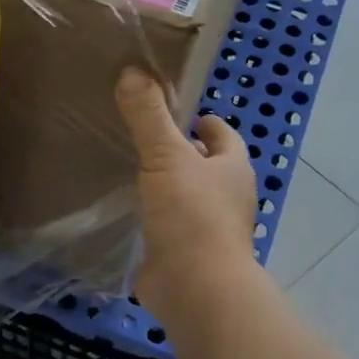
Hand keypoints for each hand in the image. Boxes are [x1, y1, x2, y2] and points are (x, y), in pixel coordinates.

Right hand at [116, 69, 258, 316]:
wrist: (196, 287)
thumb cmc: (191, 215)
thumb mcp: (167, 157)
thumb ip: (148, 116)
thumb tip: (132, 70)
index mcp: (232, 169)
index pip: (222, 136)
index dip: (204, 122)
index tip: (180, 113)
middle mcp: (226, 198)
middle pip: (205, 167)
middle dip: (182, 154)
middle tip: (145, 140)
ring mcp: (207, 230)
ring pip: (186, 198)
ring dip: (166, 188)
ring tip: (130, 172)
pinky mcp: (185, 256)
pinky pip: (167, 228)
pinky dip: (153, 219)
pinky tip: (127, 214)